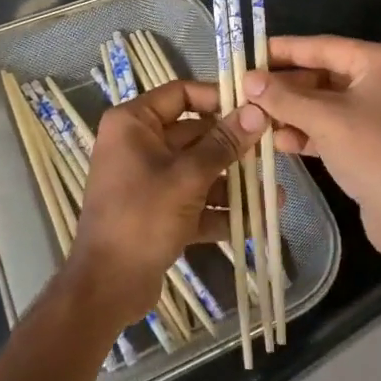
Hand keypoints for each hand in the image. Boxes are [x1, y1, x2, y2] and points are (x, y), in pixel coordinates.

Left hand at [64, 80, 265, 328]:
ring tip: (273, 194)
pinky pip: (193, 200)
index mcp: (133, 123)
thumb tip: (257, 112)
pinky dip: (219, 210)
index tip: (253, 107)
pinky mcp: (156, 211)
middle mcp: (138, 144)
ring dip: (232, 183)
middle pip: (194, 134)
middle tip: (271, 150)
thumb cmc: (142, 217)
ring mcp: (147, 179)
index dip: (217, 97)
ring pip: (197, 170)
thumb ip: (224, 144)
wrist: (107, 287)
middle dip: (233, 147)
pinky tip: (256, 220)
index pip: (181, 93)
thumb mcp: (188, 177)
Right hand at [242, 36, 380, 277]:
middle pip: (322, 75)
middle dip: (285, 87)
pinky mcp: (371, 143)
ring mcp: (378, 114)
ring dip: (291, 111)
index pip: (323, 46)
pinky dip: (307, 132)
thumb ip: (283, 96)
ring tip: (255, 118)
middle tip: (246, 91)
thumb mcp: (324, 118)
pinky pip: (332, 128)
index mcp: (380, 62)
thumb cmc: (373, 151)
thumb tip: (247, 79)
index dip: (283, 50)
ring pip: (324, 104)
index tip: (250, 53)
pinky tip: (279, 141)